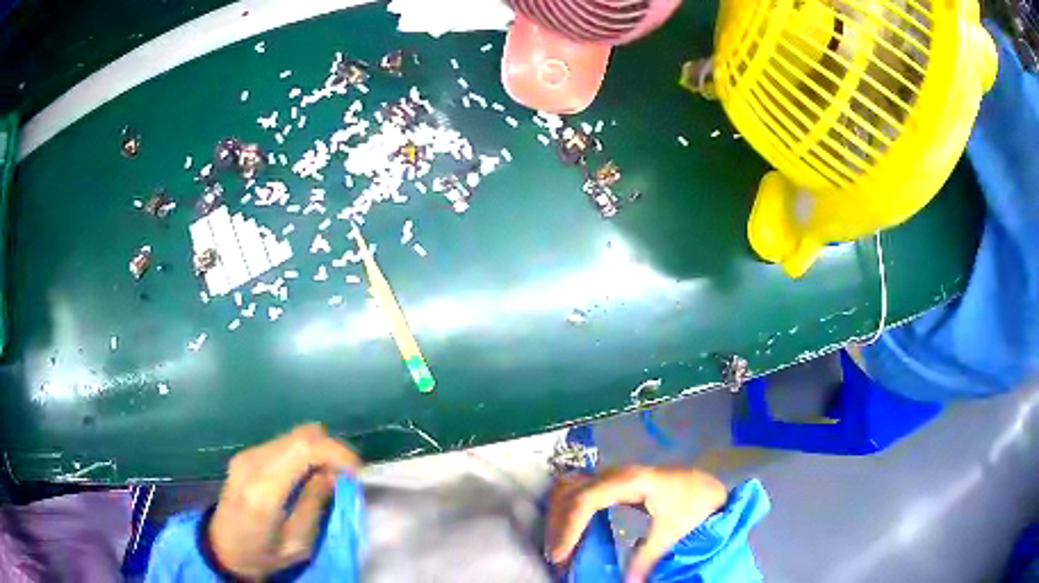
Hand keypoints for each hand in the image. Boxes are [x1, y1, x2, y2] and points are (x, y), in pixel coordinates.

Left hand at [208, 424, 359, 578]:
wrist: (223, 548)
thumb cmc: (262, 554)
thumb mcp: (297, 544)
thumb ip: (314, 506)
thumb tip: (334, 475)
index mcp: (264, 491)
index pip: (303, 449)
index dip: (336, 452)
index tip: (357, 473)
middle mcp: (252, 463)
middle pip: (301, 435)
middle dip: (332, 450)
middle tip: (346, 476)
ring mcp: (246, 455)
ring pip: (294, 435)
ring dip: (318, 450)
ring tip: (329, 477)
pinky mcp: (246, 455)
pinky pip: (283, 443)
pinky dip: (304, 452)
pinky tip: (307, 474)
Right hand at [546, 465, 726, 582]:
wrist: (708, 487)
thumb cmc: (694, 505)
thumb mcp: (672, 532)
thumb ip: (646, 558)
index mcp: (630, 481)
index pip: (586, 500)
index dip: (568, 527)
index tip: (560, 555)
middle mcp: (615, 473)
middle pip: (570, 491)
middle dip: (557, 523)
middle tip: (556, 555)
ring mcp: (613, 476)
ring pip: (571, 488)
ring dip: (559, 516)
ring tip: (560, 546)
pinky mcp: (613, 484)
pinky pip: (580, 492)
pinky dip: (569, 511)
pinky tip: (570, 533)